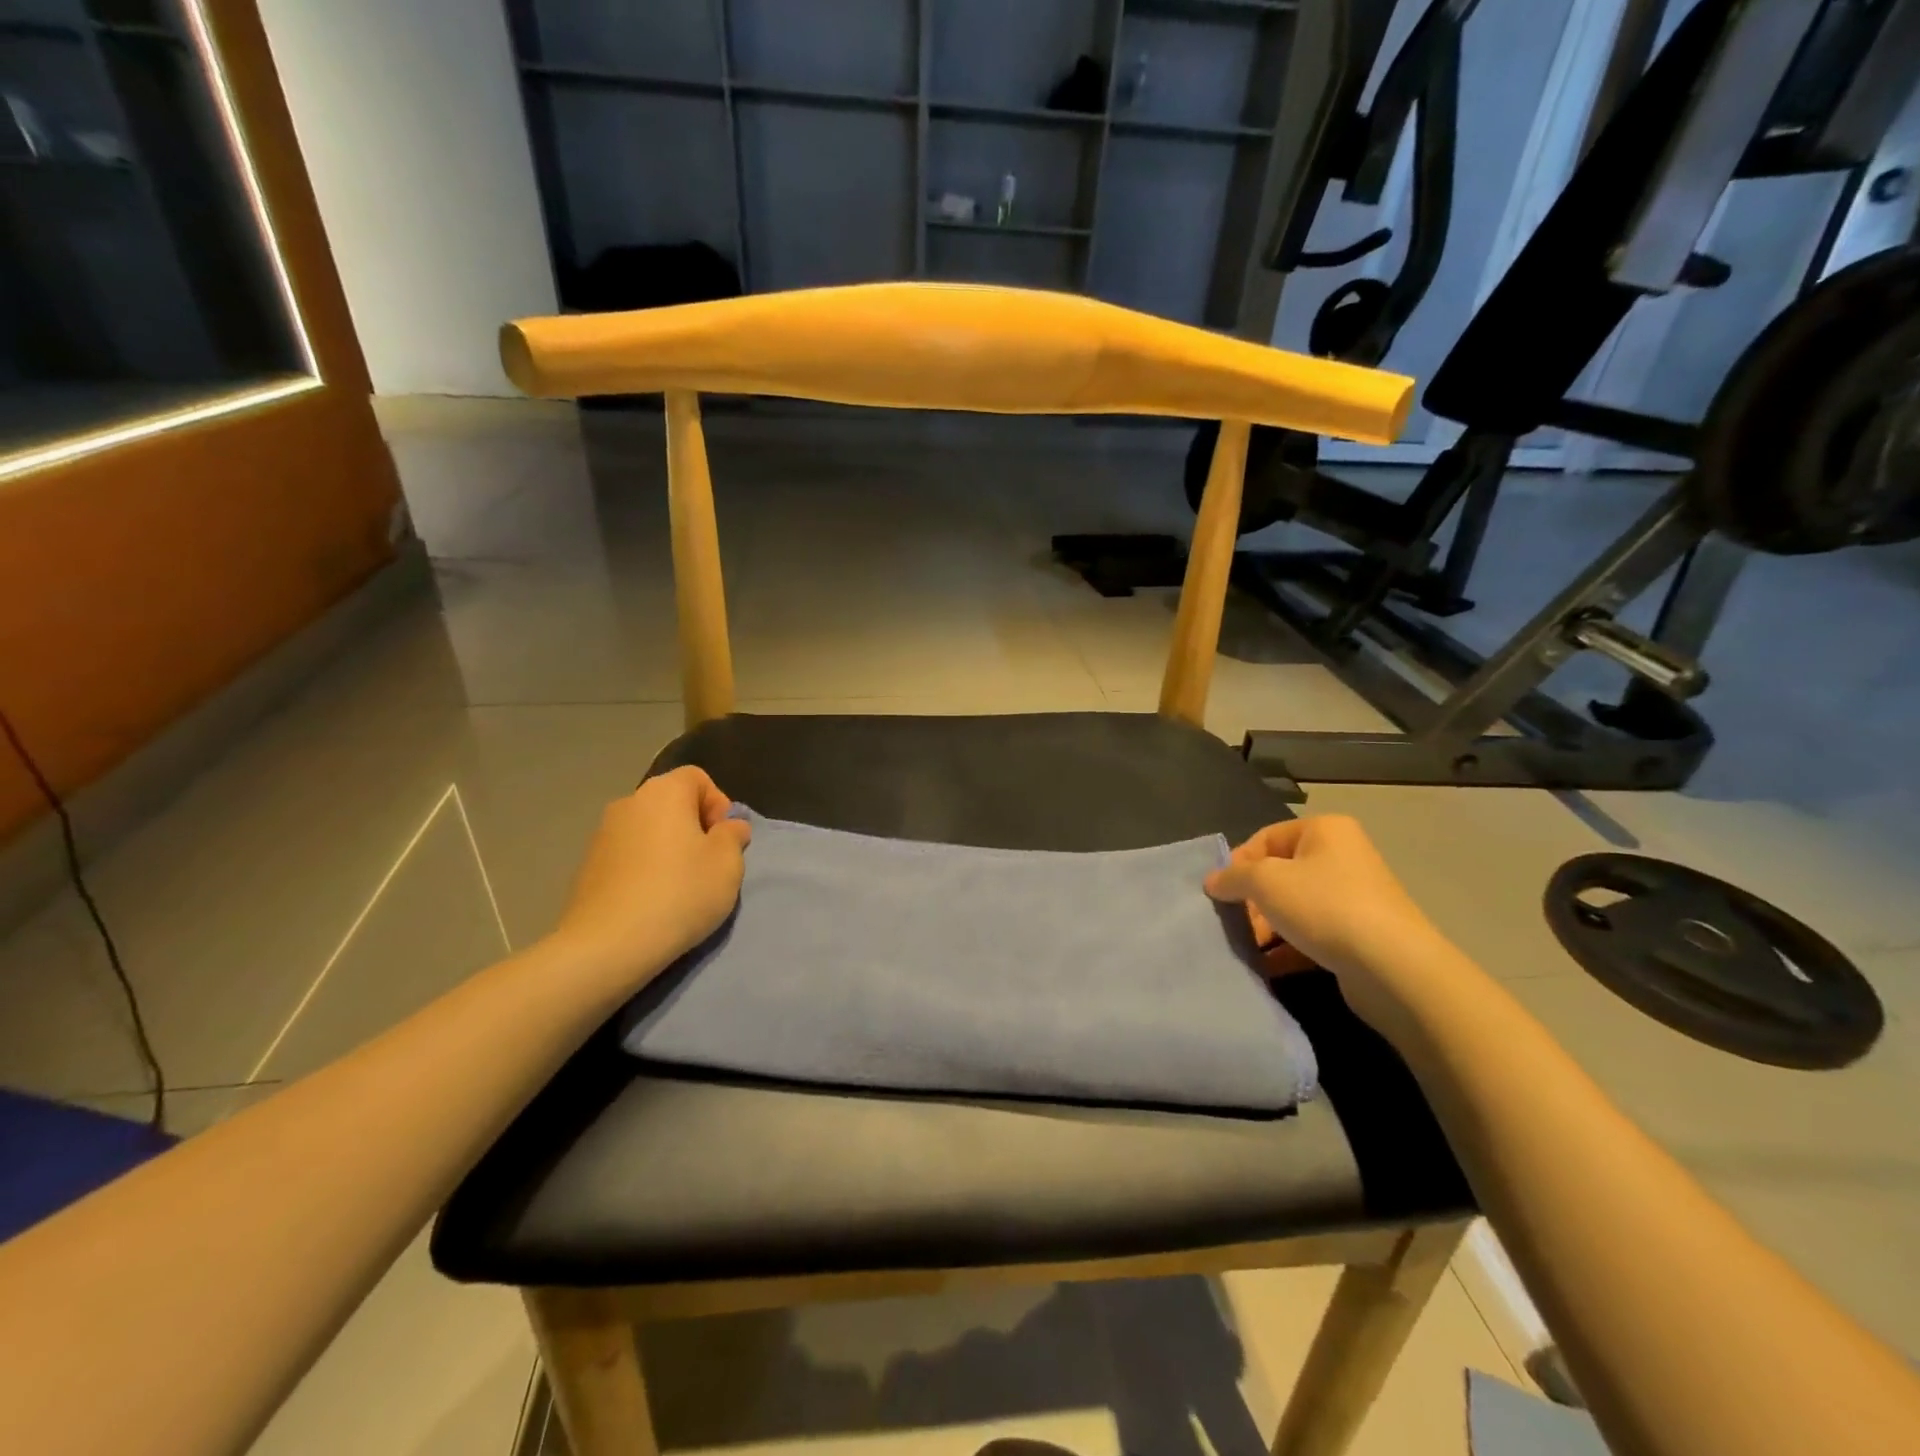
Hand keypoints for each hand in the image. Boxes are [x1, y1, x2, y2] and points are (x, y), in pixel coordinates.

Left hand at [548, 767, 751, 989]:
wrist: (607, 945)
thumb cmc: (679, 894)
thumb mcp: (727, 864)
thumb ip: (733, 836)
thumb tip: (728, 827)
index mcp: (664, 792)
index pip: (698, 778)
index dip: (718, 804)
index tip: (724, 840)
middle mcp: (629, 803)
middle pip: (671, 803)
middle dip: (693, 827)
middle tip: (707, 865)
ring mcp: (602, 834)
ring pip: (649, 830)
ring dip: (668, 849)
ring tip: (679, 887)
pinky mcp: (587, 866)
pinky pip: (628, 855)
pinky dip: (644, 868)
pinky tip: (651, 901)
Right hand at [1205, 815, 1445, 1030]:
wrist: (1392, 967)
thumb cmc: (1324, 906)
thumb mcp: (1265, 882)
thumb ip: (1233, 877)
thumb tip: (1213, 881)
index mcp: (1324, 831)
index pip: (1266, 837)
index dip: (1239, 862)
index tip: (1221, 892)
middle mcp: (1342, 857)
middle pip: (1280, 873)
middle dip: (1252, 900)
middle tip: (1235, 923)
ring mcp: (1354, 898)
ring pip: (1295, 906)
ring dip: (1267, 926)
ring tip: (1248, 948)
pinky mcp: (1359, 936)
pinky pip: (1312, 934)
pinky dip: (1288, 947)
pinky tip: (1267, 966)